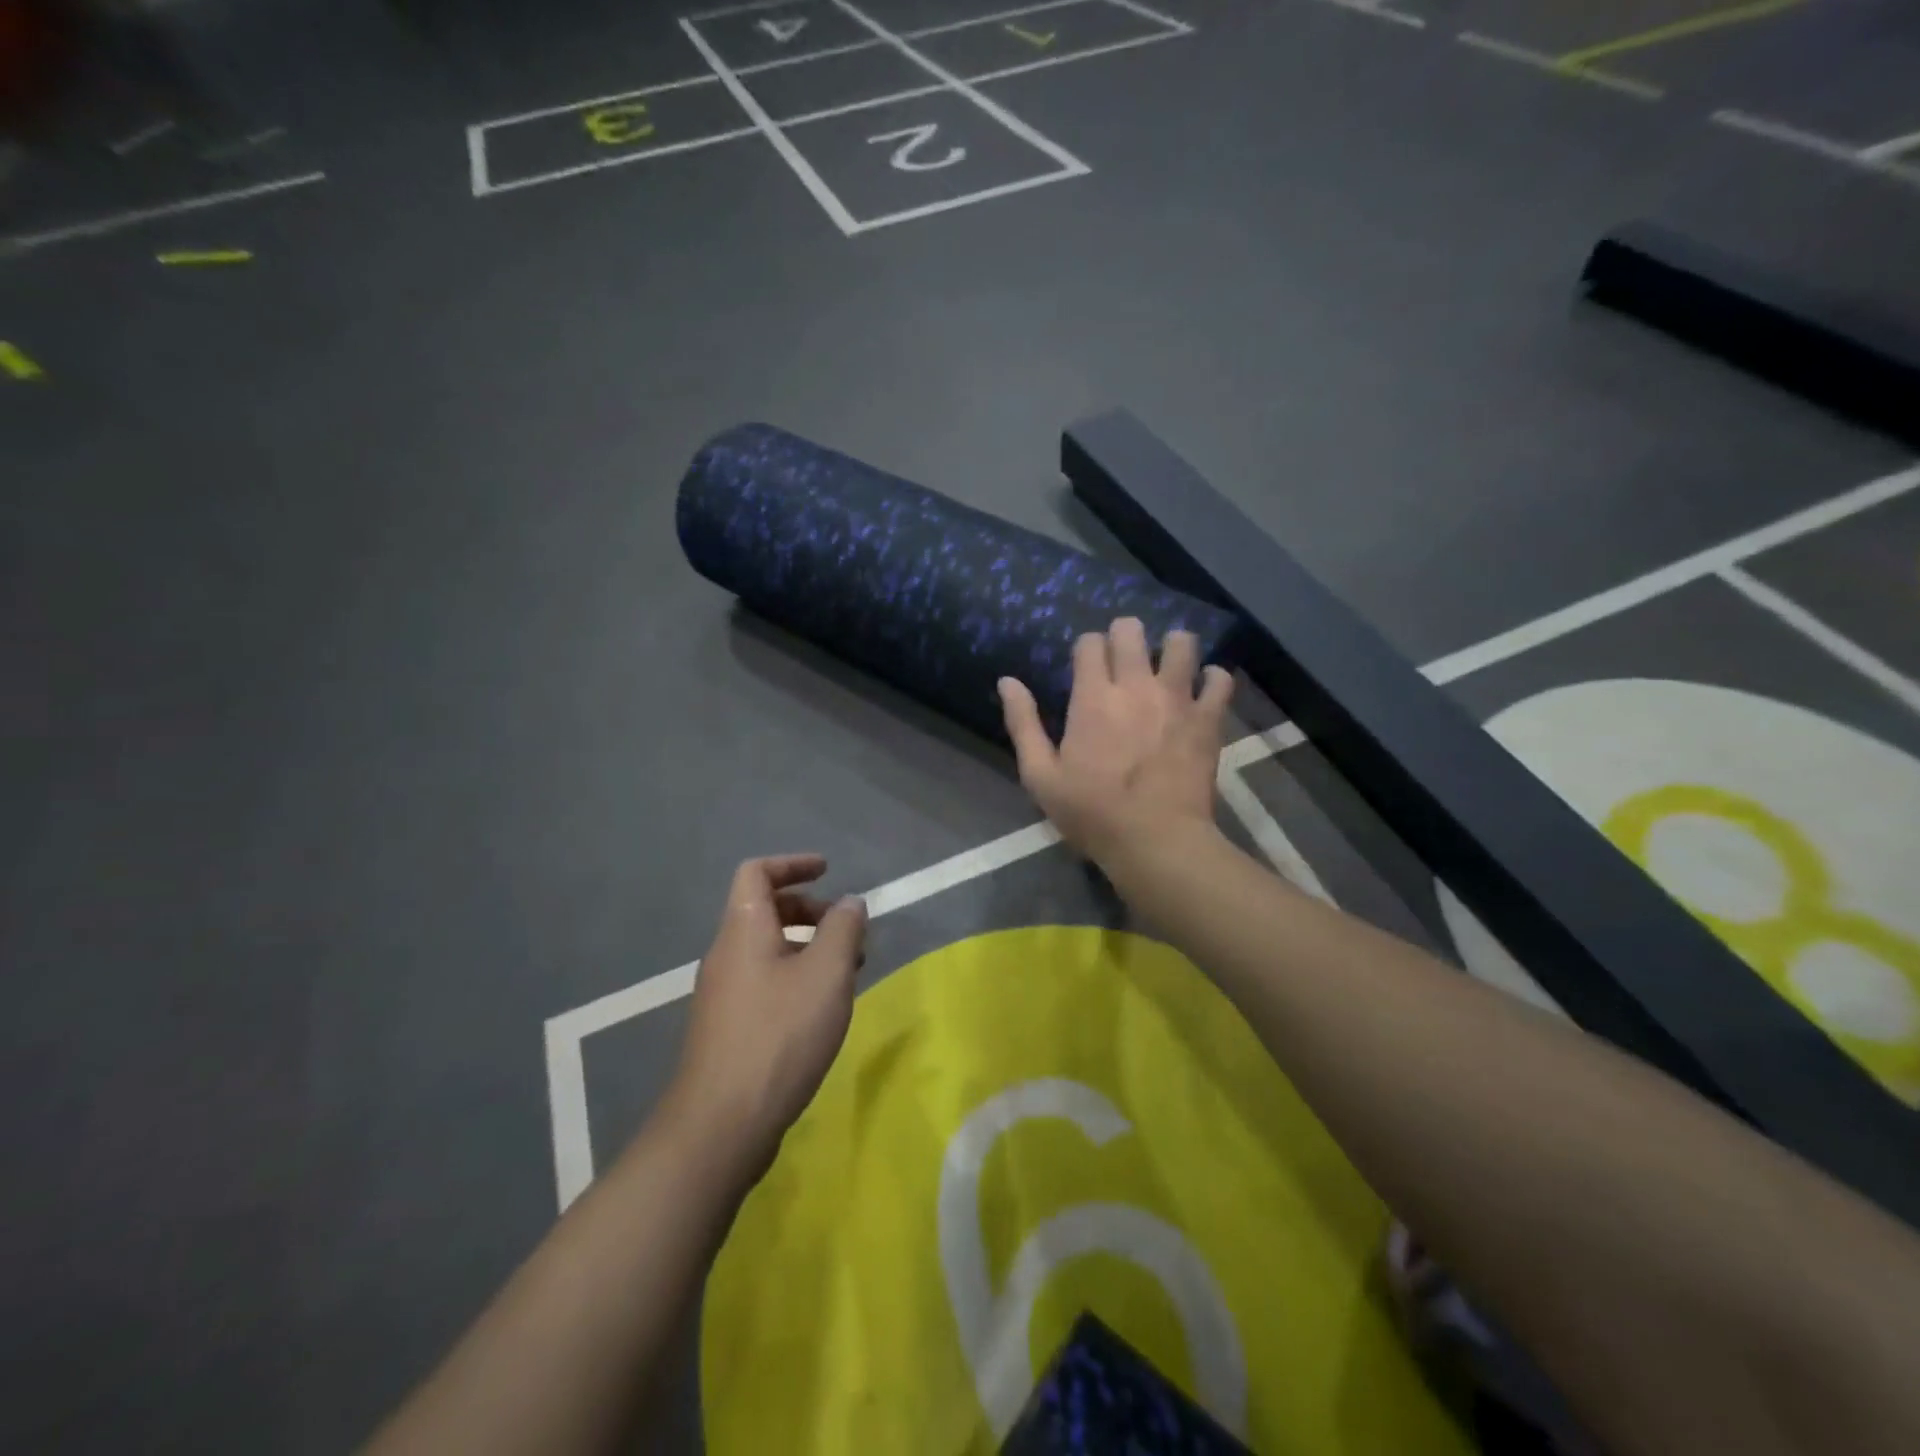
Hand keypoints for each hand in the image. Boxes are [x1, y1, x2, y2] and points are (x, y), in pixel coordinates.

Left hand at [666, 854, 867, 1176]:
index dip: (793, 864)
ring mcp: (722, 993)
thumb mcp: (826, 974)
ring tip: (847, 971)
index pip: (757, 872)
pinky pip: (764, 981)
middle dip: (809, 909)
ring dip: (807, 947)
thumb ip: (843, 930)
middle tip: (847, 929)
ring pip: (767, 949)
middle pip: (764, 910)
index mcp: (743, 929)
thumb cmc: (779, 1035)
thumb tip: (850, 902)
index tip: (828, 871)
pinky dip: (795, 976)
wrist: (720, 1125)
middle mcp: (725, 954)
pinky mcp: (726, 1028)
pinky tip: (820, 1009)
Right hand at [998, 618, 1232, 862]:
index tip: (1085, 668)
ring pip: (1182, 643)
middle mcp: (1136, 685)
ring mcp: (1177, 698)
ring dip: (1172, 647)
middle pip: (1132, 630)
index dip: (1086, 648)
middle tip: (1123, 659)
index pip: (1089, 642)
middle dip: (1124, 635)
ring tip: (1166, 666)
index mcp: (1092, 697)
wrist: (1156, 841)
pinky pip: (1220, 680)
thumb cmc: (1092, 812)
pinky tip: (1203, 688)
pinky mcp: (1208, 718)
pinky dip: (1213, 678)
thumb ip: (1023, 724)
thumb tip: (1007, 680)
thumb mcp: (1040, 776)